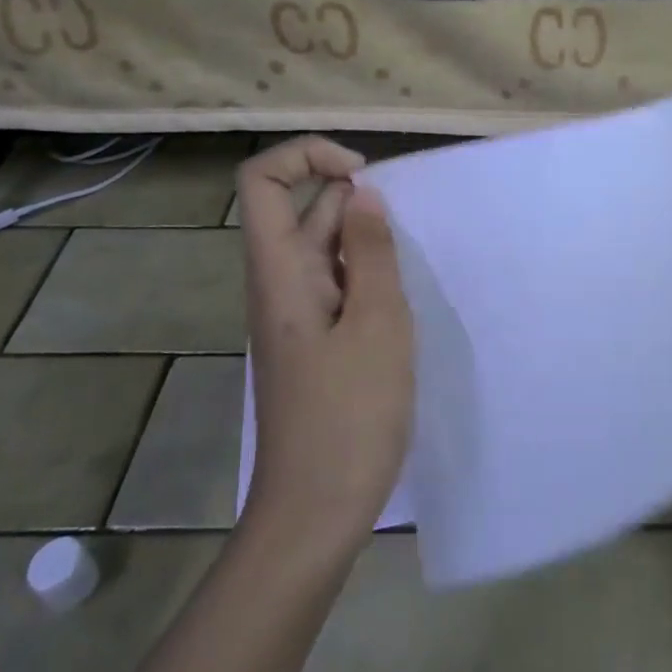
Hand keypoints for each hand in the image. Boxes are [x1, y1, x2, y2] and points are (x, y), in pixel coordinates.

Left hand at [238, 137, 413, 551]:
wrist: (313, 515)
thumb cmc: (349, 417)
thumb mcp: (378, 324)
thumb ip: (371, 252)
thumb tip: (361, 194)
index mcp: (279, 271)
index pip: (264, 181)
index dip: (308, 157)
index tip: (363, 176)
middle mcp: (279, 283)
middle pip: (300, 209)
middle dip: (354, 202)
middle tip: (403, 235)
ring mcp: (296, 313)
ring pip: (323, 248)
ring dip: (365, 242)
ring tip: (407, 268)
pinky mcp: (313, 341)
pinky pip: (336, 284)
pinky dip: (366, 275)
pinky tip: (399, 303)